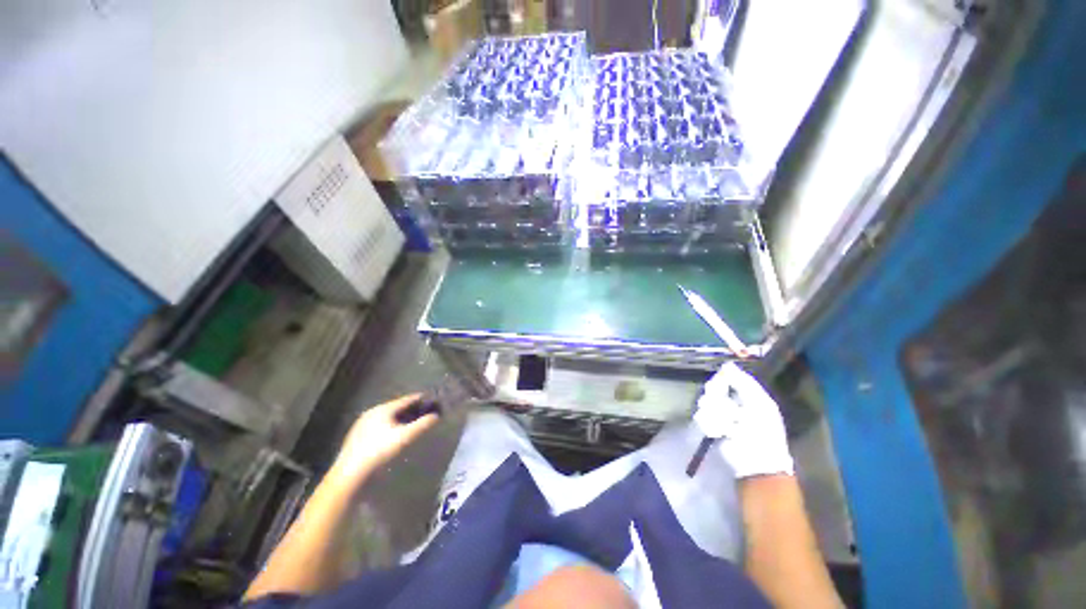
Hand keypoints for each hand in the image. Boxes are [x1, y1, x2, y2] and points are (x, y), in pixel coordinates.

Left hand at [329, 394, 438, 487]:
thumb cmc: (379, 451)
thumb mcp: (404, 437)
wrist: (350, 473)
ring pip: (386, 416)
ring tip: (409, 423)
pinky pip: (378, 425)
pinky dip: (388, 426)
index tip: (430, 399)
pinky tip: (392, 435)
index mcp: (382, 409)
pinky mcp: (356, 436)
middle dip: (409, 409)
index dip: (419, 399)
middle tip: (422, 412)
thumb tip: (436, 416)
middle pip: (395, 407)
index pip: (406, 400)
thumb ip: (422, 425)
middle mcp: (371, 412)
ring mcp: (361, 424)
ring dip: (399, 418)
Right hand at [697, 363, 792, 478]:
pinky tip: (719, 432)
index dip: (723, 379)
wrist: (755, 462)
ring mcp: (721, 415)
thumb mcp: (759, 403)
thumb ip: (743, 382)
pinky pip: (702, 417)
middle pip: (713, 389)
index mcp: (749, 396)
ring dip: (715, 414)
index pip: (728, 378)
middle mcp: (733, 403)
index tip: (720, 383)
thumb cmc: (763, 432)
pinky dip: (710, 425)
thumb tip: (727, 365)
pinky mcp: (711, 427)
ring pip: (706, 402)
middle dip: (717, 398)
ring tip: (725, 426)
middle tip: (725, 408)